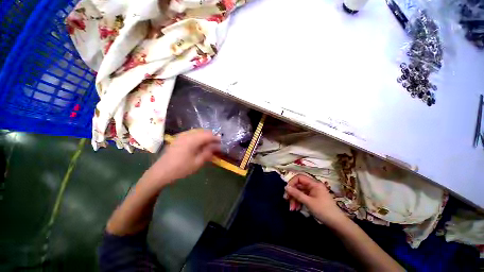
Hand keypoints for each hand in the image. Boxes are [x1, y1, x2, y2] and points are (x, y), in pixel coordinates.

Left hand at [148, 129, 220, 183]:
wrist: (162, 171)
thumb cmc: (180, 169)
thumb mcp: (197, 163)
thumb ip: (207, 153)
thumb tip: (216, 147)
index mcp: (193, 139)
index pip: (209, 135)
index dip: (217, 139)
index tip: (222, 145)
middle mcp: (187, 134)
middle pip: (202, 132)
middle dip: (210, 138)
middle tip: (216, 147)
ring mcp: (181, 136)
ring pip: (196, 133)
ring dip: (203, 138)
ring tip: (208, 148)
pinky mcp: (177, 139)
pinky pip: (190, 135)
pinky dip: (196, 139)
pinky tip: (197, 147)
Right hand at [284, 174, 346, 226]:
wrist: (334, 220)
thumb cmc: (322, 209)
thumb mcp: (308, 202)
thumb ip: (297, 194)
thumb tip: (286, 187)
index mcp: (314, 184)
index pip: (300, 178)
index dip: (291, 183)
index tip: (286, 193)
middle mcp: (314, 186)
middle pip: (299, 186)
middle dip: (292, 194)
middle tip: (287, 203)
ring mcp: (314, 193)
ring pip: (300, 193)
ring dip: (295, 200)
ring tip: (292, 209)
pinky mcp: (314, 200)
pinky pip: (304, 198)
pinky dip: (299, 203)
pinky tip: (297, 209)